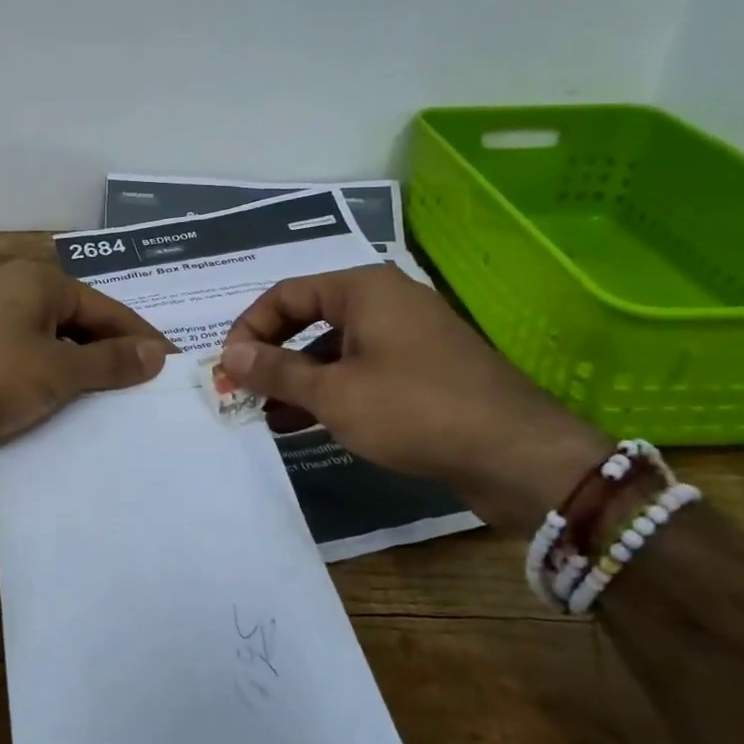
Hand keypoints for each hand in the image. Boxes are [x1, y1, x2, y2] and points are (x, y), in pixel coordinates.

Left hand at [0, 260, 171, 474]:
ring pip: (51, 353)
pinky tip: (67, 420)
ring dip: (80, 381)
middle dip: (111, 361)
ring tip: (117, 413)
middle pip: (79, 328)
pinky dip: (48, 393)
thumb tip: (157, 353)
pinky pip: (25, 373)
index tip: (173, 369)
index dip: (141, 339)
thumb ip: (110, 363)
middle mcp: (15, 298)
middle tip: (148, 395)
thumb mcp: (58, 370)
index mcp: (38, 283)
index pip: (106, 309)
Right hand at [220, 265, 607, 531]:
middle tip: (242, 391)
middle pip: (309, 319)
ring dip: (297, 380)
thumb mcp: (334, 393)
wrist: (516, 455)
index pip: (286, 294)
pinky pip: (361, 372)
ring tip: (265, 415)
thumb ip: (277, 371)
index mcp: (363, 289)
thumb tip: (230, 356)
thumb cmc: (414, 409)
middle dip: (272, 356)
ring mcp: (407, 338)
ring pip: (334, 350)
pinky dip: (330, 392)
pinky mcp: (422, 372)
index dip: (249, 328)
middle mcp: (385, 302)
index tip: (227, 367)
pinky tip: (304, 423)